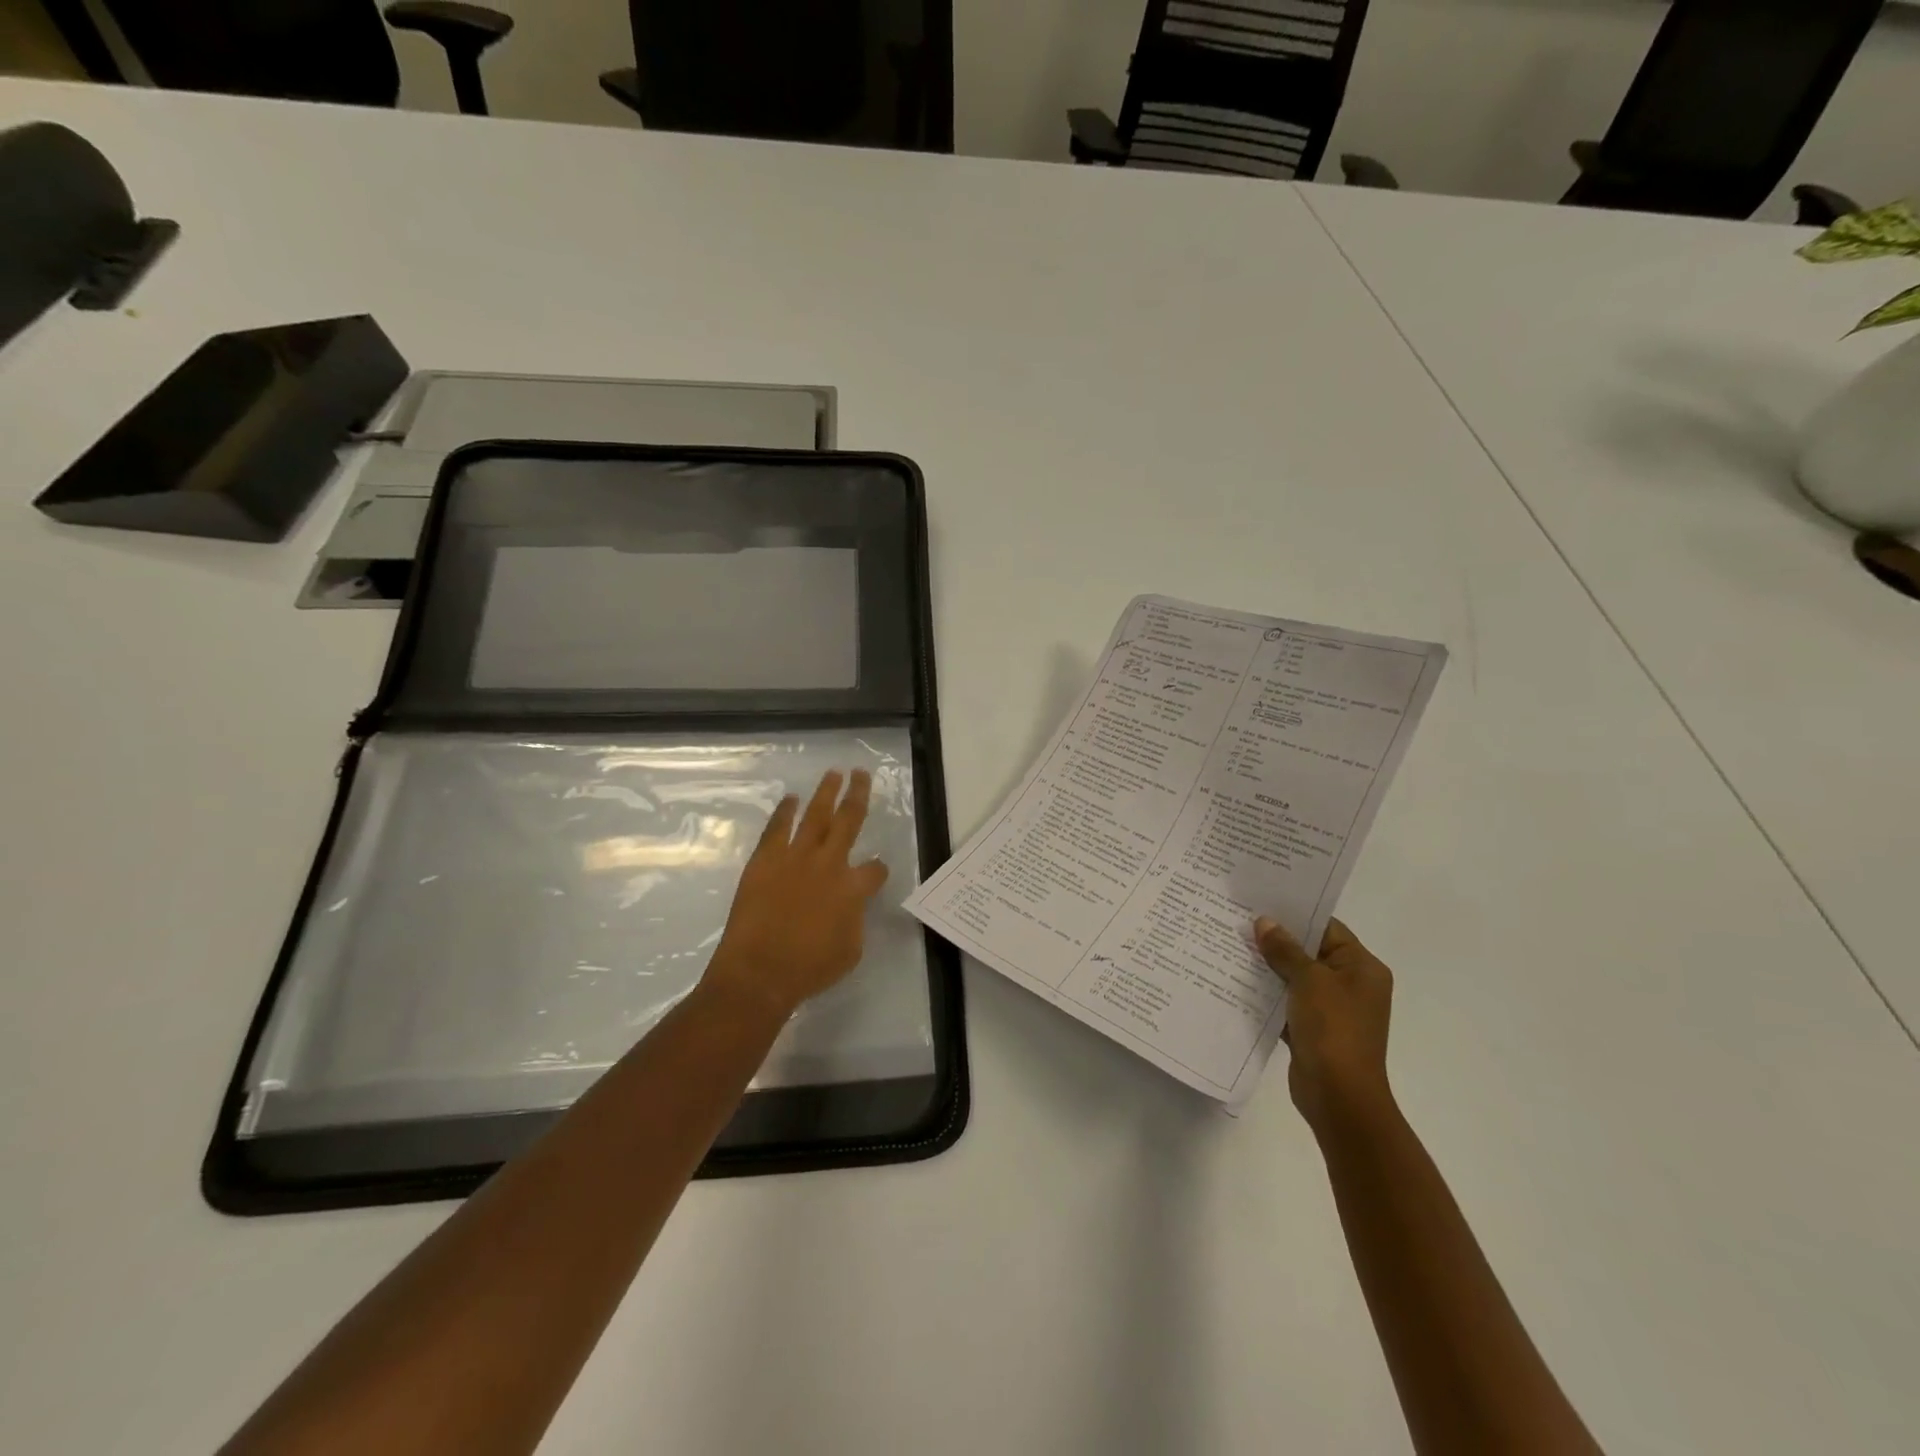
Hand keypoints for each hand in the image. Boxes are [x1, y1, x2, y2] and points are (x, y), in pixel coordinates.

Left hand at [703, 769, 890, 1022]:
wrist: (759, 972)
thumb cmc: (809, 969)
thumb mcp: (850, 950)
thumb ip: (855, 920)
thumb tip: (851, 906)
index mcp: (853, 889)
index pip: (875, 870)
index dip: (878, 869)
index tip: (877, 869)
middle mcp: (828, 864)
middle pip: (849, 820)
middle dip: (857, 795)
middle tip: (861, 773)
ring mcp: (795, 858)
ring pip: (815, 815)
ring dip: (826, 792)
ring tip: (833, 773)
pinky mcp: (765, 860)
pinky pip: (777, 828)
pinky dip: (784, 812)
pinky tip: (790, 799)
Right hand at [1254, 916, 1394, 1134]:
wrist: (1339, 1096)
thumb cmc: (1333, 1029)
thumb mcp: (1309, 980)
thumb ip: (1285, 949)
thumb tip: (1264, 922)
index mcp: (1362, 967)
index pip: (1327, 927)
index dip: (1295, 914)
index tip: (1260, 902)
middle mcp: (1351, 985)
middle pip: (1309, 951)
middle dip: (1276, 940)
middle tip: (1239, 921)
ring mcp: (1332, 1009)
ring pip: (1295, 977)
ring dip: (1268, 967)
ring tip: (1231, 946)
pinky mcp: (1313, 1029)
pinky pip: (1287, 1002)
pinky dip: (1267, 994)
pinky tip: (1237, 982)